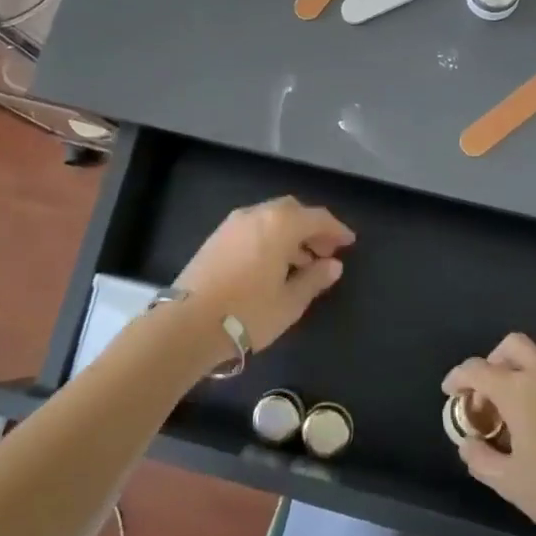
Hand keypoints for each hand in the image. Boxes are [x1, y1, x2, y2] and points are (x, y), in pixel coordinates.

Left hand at [175, 197, 354, 352]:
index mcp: (280, 224)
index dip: (336, 229)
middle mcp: (256, 214)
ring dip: (290, 233)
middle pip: (292, 211)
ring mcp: (232, 224)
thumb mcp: (289, 302)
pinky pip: (253, 228)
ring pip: (270, 218)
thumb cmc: (247, 312)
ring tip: (302, 263)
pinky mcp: (216, 238)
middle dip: (312, 228)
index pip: (317, 218)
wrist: (187, 323)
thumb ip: (314, 279)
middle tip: (326, 251)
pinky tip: (273, 264)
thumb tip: (333, 265)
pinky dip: (269, 238)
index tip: (349, 242)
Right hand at [442, 333, 535, 535]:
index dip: (458, 378)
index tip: (449, 394)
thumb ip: (480, 459)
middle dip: (490, 362)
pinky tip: (528, 424)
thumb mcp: (509, 482)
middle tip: (482, 396)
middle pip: (510, 347)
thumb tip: (468, 443)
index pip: (478, 369)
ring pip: (532, 359)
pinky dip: (530, 386)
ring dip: (512, 374)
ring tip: (503, 415)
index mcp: (519, 390)